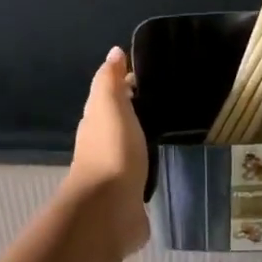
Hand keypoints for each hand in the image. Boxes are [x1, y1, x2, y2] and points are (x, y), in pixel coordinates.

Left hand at [68, 47, 150, 257]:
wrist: (109, 209)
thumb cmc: (112, 150)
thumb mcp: (110, 105)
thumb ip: (110, 80)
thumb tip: (114, 52)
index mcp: (94, 121)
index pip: (108, 96)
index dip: (124, 85)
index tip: (149, 76)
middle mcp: (100, 145)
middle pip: (116, 122)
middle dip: (133, 112)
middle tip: (164, 102)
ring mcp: (113, 172)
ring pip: (127, 148)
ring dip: (139, 140)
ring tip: (167, 130)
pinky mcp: (128, 196)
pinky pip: (138, 174)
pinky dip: (145, 166)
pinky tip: (160, 164)